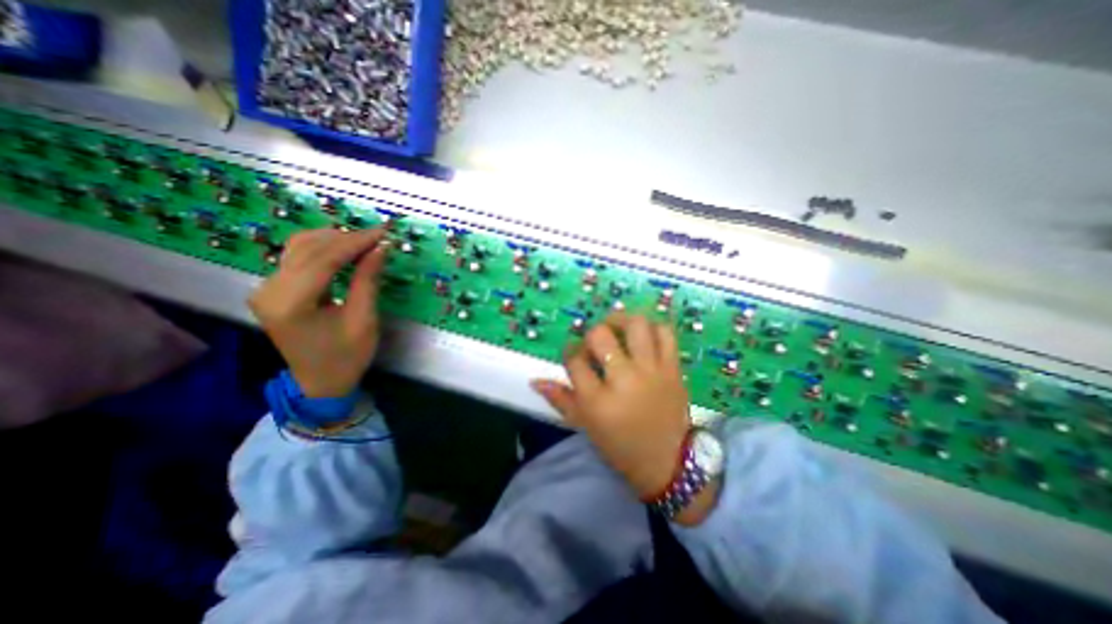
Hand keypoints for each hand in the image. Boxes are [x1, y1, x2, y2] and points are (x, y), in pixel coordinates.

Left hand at [249, 229, 389, 399]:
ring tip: (366, 242)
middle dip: (347, 238)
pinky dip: (323, 249)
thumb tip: (380, 248)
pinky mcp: (272, 289)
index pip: (323, 259)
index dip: (355, 242)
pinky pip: (297, 258)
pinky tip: (345, 250)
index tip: (383, 232)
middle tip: (379, 237)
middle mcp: (269, 290)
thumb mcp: (364, 320)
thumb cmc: (347, 356)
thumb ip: (367, 280)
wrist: (320, 382)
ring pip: (299, 247)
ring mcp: (266, 288)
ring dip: (334, 240)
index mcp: (290, 304)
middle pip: (308, 248)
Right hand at [532, 312, 692, 501]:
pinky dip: (652, 327)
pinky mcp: (672, 368)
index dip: (570, 352)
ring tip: (617, 328)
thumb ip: (560, 399)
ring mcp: (651, 370)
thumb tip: (535, 380)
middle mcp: (624, 379)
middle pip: (600, 335)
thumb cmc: (620, 445)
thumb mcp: (585, 425)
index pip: (574, 359)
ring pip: (635, 324)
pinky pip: (665, 333)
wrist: (668, 461)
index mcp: (597, 400)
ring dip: (621, 320)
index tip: (574, 355)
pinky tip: (643, 335)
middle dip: (591, 334)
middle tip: (595, 342)